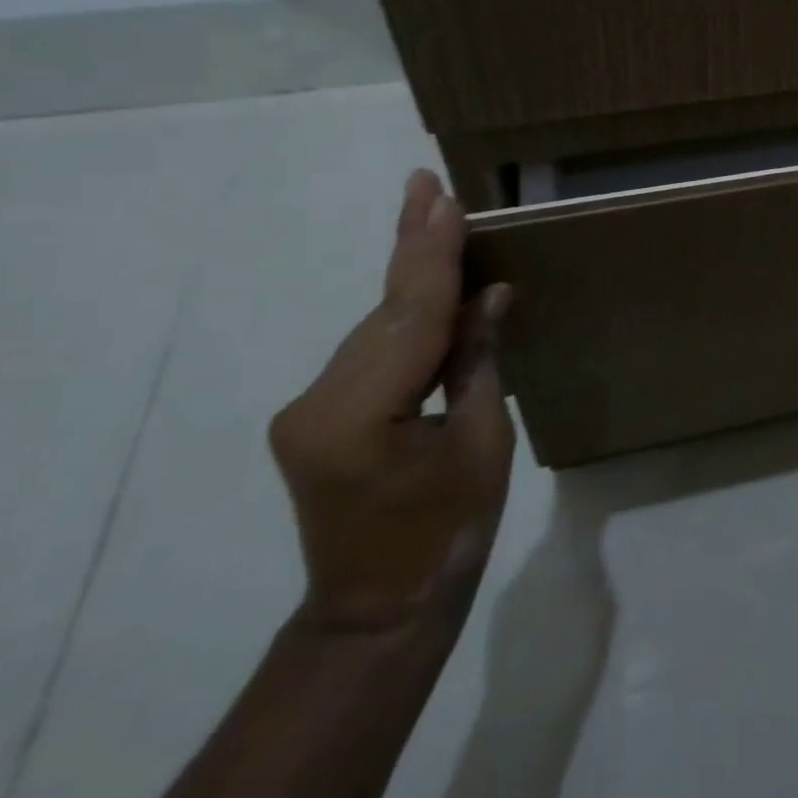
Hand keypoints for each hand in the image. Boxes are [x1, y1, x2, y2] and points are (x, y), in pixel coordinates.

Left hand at [269, 170, 514, 632]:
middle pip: (384, 312)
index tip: (441, 198)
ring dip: (409, 277)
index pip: (409, 316)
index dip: (431, 254)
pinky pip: (369, 351)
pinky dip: (402, 314)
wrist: (376, 614)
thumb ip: (476, 361)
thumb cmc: (448, 537)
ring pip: (375, 327)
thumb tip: (489, 294)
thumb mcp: (483, 445)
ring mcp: (308, 409)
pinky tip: (424, 284)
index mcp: (360, 417)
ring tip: (432, 217)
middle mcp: (318, 402)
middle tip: (425, 184)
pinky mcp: (314, 416)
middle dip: (413, 246)